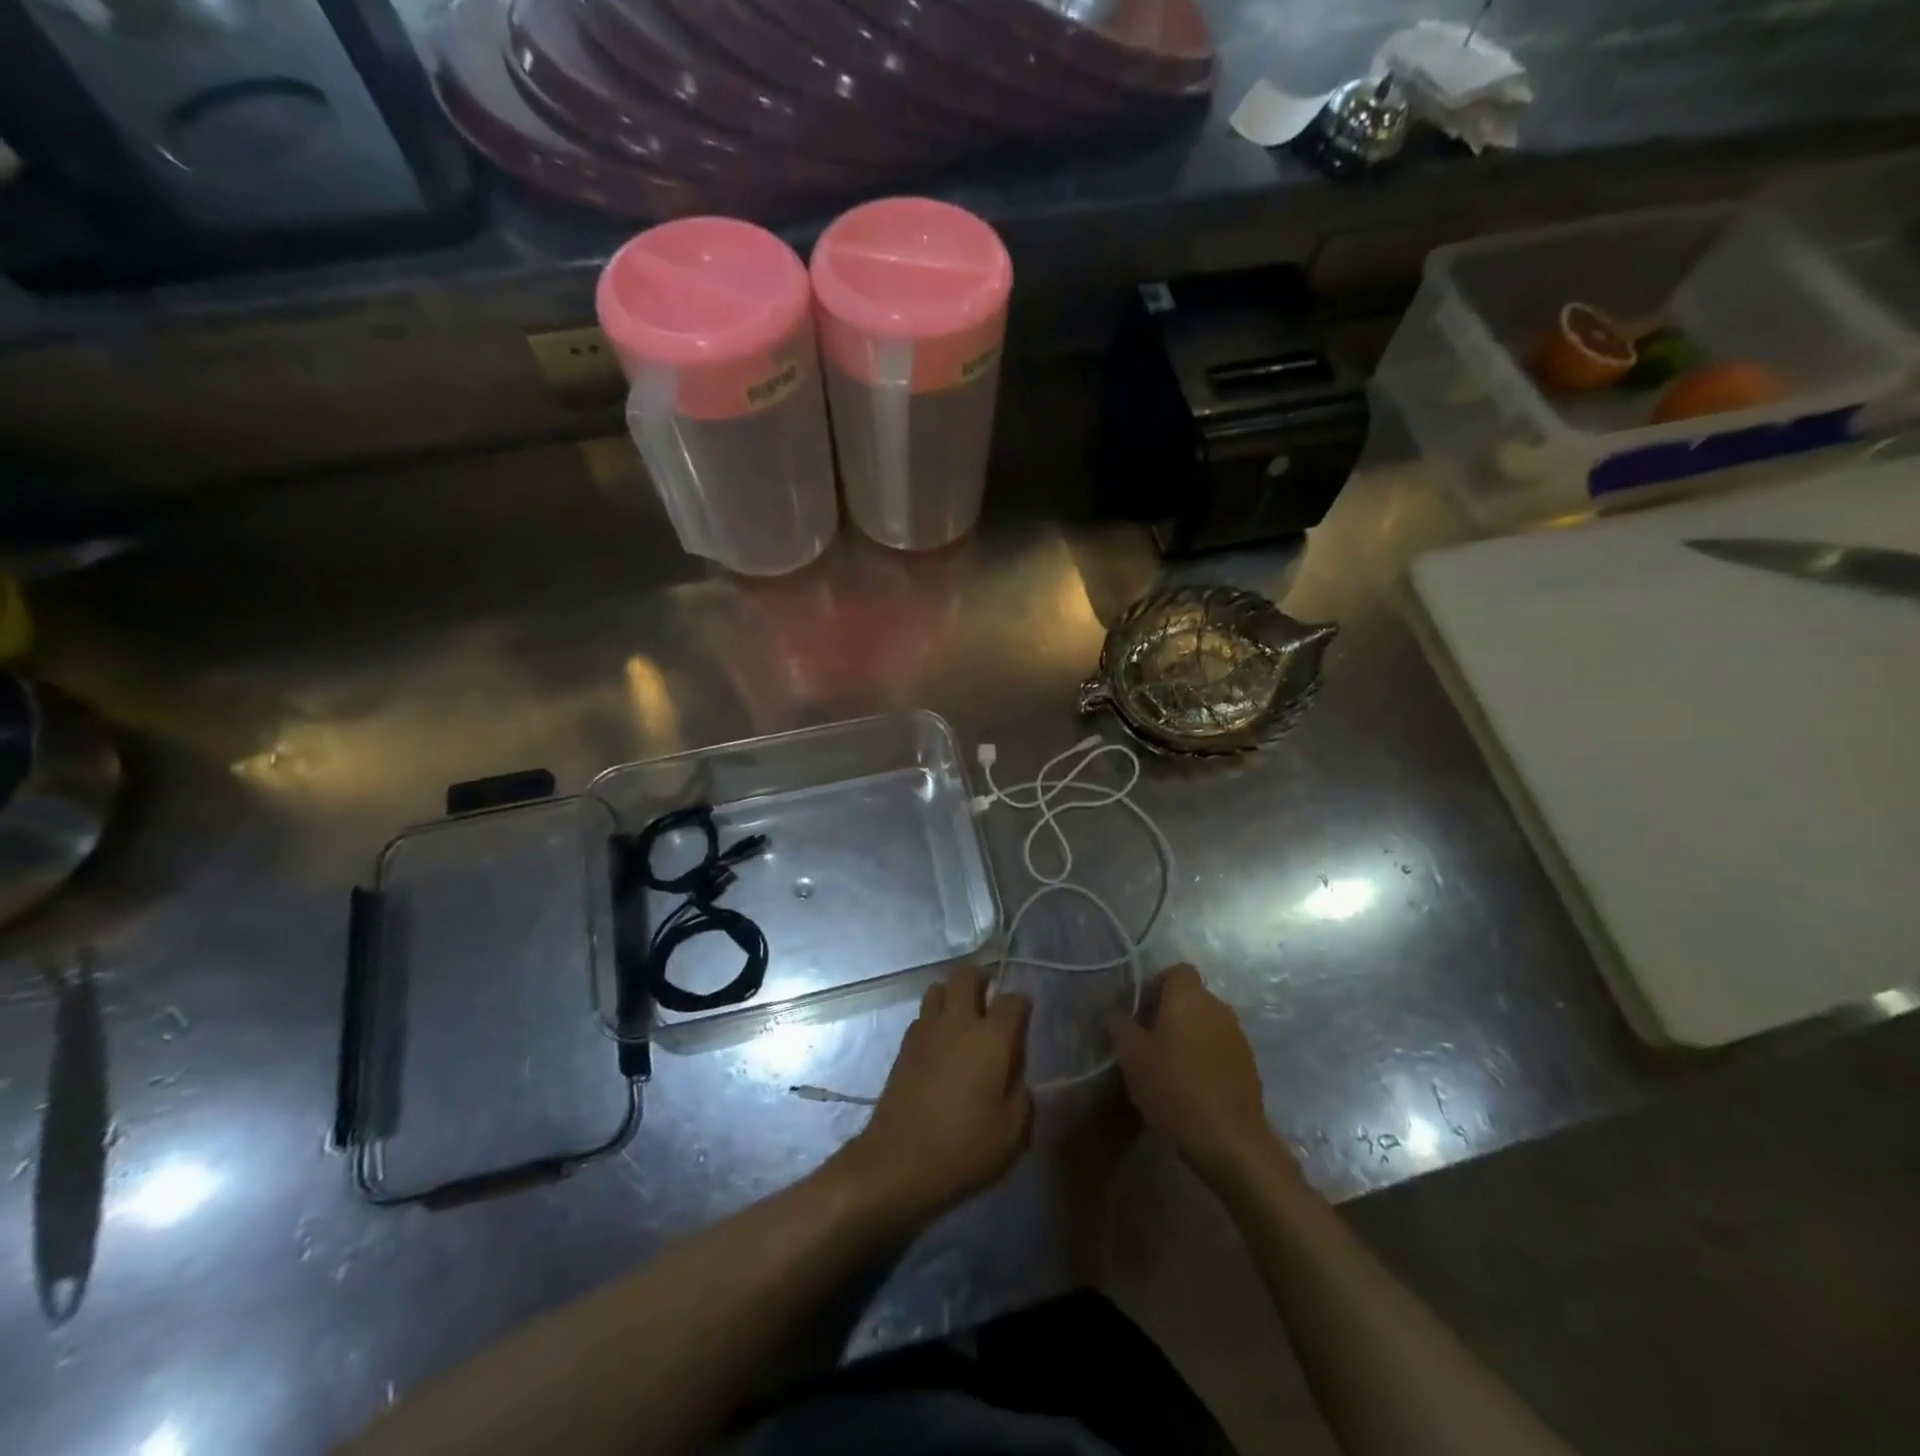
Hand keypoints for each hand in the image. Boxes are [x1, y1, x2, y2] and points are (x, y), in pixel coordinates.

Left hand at [835, 965, 1032, 1227]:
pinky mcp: (904, 1046)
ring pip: (938, 988)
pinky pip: (922, 1015)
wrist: (899, 1161)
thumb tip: (1016, 1077)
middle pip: (966, 976)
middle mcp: (958, 1022)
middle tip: (990, 998)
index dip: (1021, 1005)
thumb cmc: (964, 1148)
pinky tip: (941, 1043)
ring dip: (953, 993)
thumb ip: (1021, 1096)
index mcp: (991, 1038)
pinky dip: (934, 1018)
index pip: (1012, 1000)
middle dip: (981, 978)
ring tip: (963, 1016)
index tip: (1024, 1019)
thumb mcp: (1012, 1132)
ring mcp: (926, 1030)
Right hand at [1108, 964, 1288, 1189]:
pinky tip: (1191, 1086)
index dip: (1155, 986)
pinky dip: (1205, 1057)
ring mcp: (1237, 1036)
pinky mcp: (1248, 1065)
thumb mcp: (1132, 1057)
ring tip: (1167, 1067)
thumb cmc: (1175, 1089)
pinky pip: (1220, 1047)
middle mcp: (1218, 1007)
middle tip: (1146, 1042)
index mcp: (1189, 996)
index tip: (1139, 1013)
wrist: (1231, 1142)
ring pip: (1205, 1023)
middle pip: (1190, 997)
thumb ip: (1120, 1027)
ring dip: (1188, 1036)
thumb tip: (1116, 1013)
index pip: (1175, 971)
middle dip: (1168, 1013)